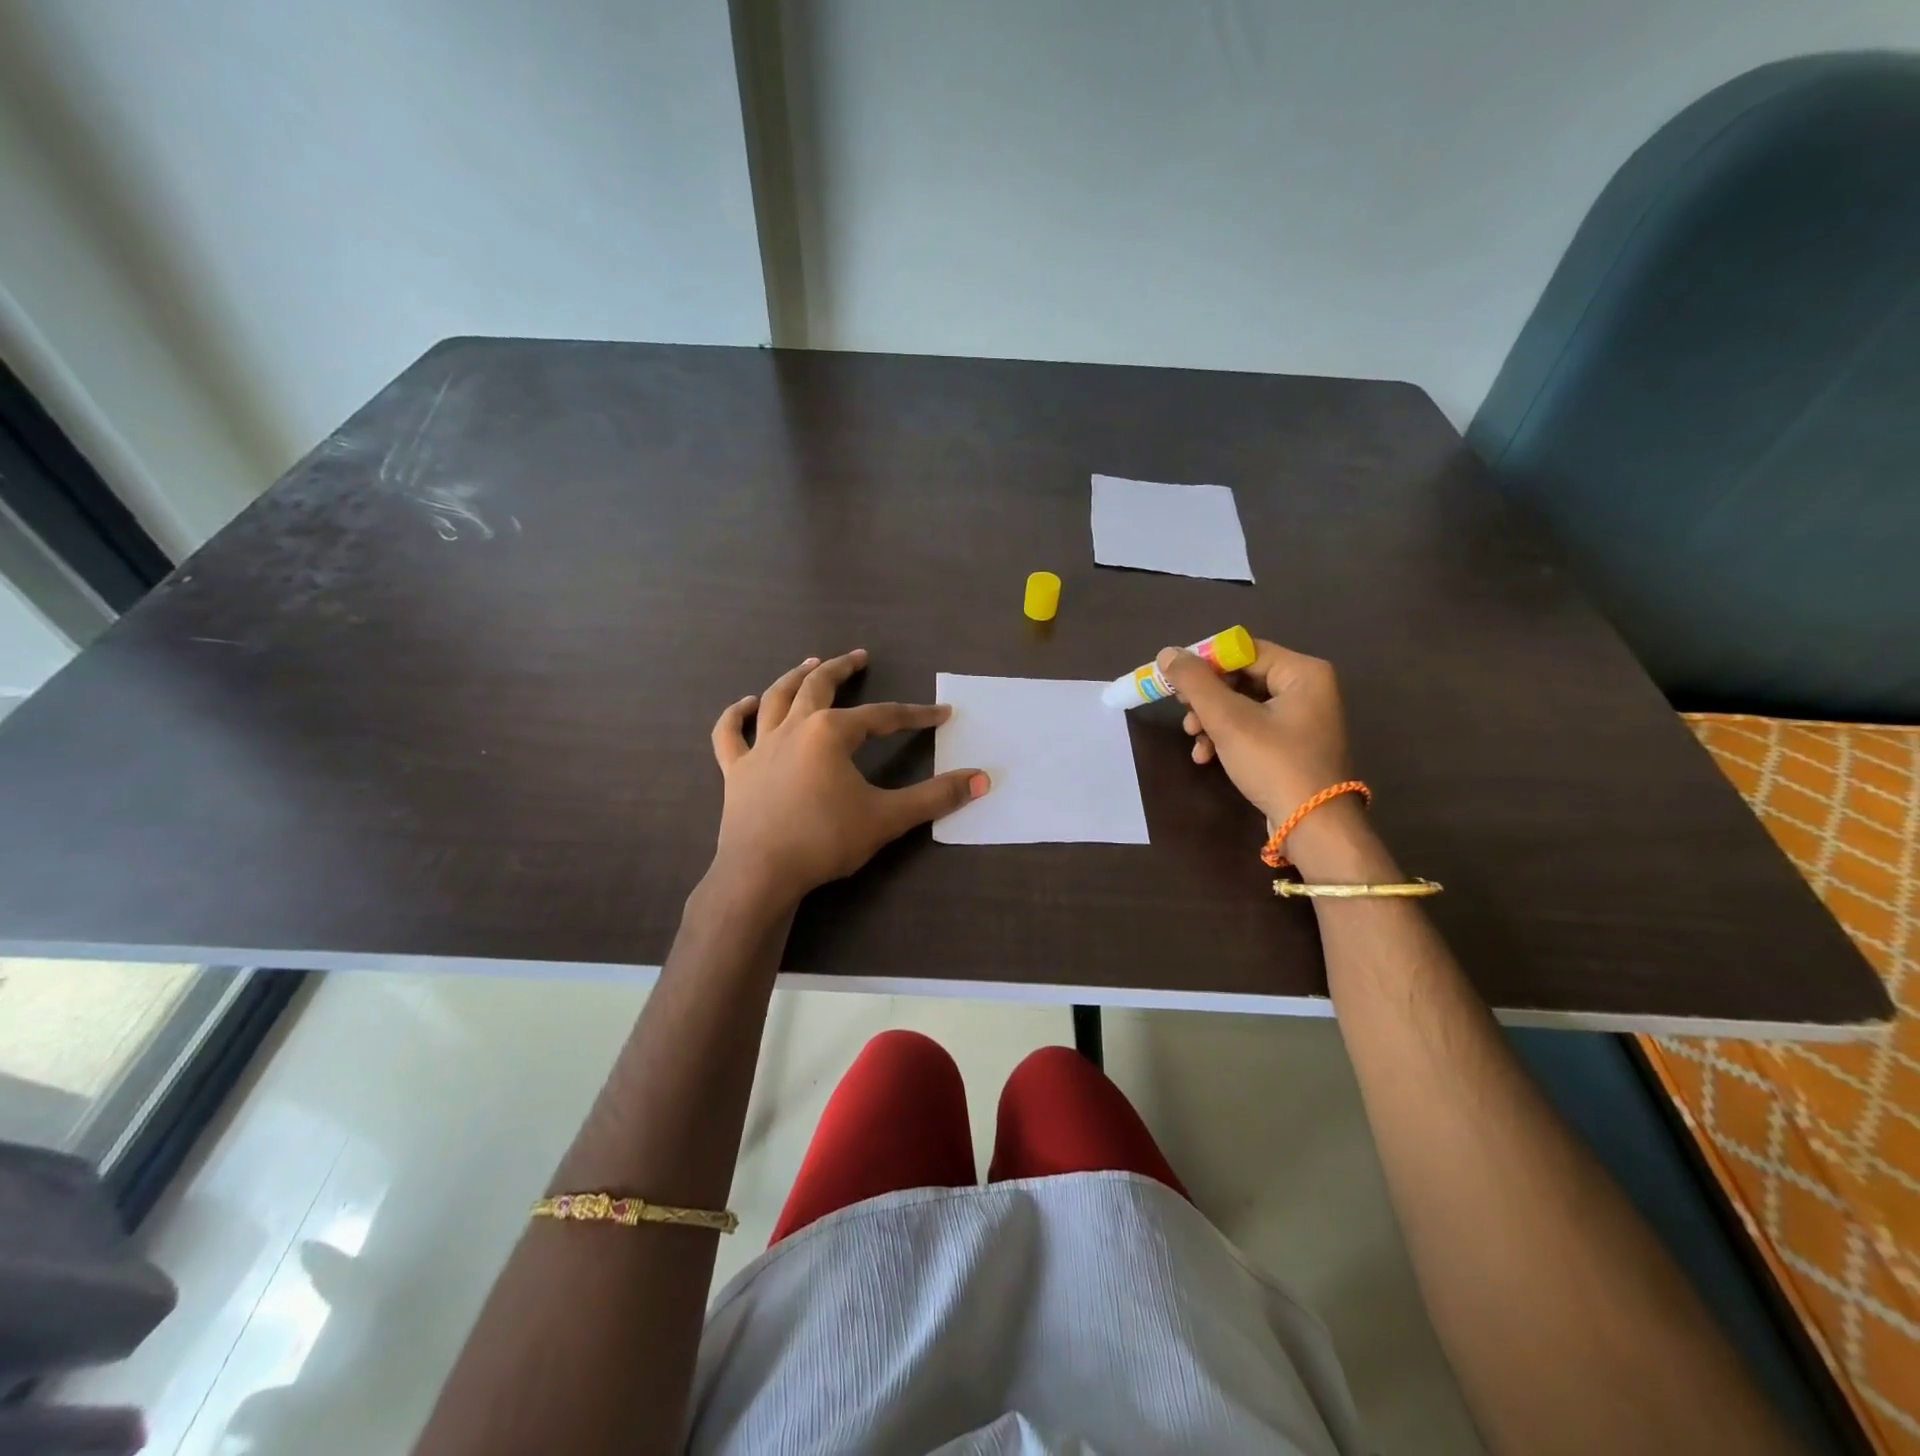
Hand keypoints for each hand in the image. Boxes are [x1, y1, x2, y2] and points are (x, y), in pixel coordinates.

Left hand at [709, 649, 989, 904]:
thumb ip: (935, 797)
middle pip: (819, 687)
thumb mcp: (887, 817)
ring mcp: (759, 747)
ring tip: (810, 663)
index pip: (882, 716)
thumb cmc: (825, 841)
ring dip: (795, 677)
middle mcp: (793, 728)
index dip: (915, 714)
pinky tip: (746, 703)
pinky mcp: (736, 770)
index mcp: (830, 733)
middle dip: (842, 669)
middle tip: (859, 657)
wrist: (761, 874)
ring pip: (776, 699)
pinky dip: (736, 715)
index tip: (940, 713)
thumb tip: (981, 779)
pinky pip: (730, 734)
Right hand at [1157, 638, 1369, 864]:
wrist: (1312, 826)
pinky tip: (1206, 756)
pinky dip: (1226, 737)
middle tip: (1184, 714)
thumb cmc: (1274, 764)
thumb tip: (1167, 653)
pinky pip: (1251, 726)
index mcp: (1302, 672)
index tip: (1176, 683)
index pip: (1243, 650)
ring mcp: (1301, 718)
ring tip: (1194, 739)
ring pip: (1241, 705)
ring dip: (1211, 720)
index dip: (1205, 663)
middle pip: (1241, 678)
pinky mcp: (1291, 744)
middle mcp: (1307, 688)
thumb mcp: (1228, 720)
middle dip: (1206, 698)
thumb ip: (1195, 683)